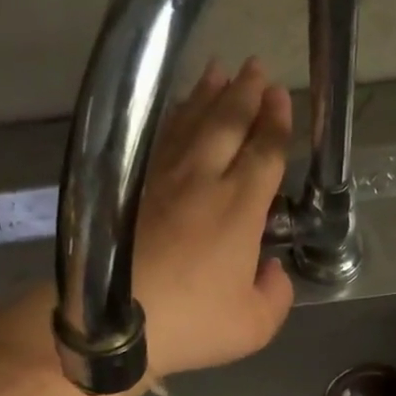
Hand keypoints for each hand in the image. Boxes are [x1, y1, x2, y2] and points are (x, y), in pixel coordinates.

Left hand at [134, 56, 295, 377]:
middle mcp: (203, 181)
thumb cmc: (192, 323)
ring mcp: (163, 180)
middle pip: (227, 124)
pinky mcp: (132, 188)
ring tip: (221, 73)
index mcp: (239, 209)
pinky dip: (174, 118)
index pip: (264, 153)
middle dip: (246, 94)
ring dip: (208, 95)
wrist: (114, 322)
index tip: (281, 97)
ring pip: (190, 123)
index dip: (276, 123)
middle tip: (257, 69)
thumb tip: (272, 270)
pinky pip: (161, 139)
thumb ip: (275, 295)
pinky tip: (179, 113)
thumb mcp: (254, 326)